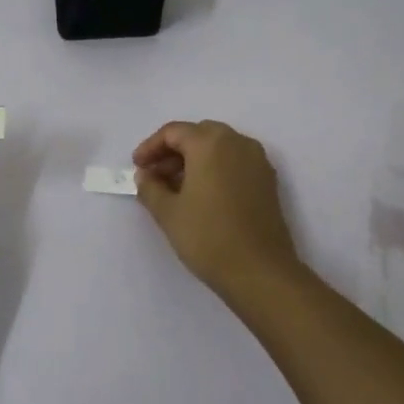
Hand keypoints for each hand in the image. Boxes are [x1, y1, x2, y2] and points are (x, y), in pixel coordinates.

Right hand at [132, 120, 303, 299]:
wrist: (260, 272)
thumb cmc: (208, 237)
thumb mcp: (168, 213)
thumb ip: (150, 187)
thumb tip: (145, 175)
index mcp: (211, 143)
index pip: (174, 132)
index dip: (150, 147)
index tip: (136, 166)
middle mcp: (237, 143)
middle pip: (199, 135)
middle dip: (173, 151)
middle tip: (154, 174)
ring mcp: (257, 161)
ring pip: (219, 147)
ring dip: (194, 160)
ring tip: (174, 187)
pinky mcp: (267, 181)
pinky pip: (235, 162)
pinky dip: (215, 169)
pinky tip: (200, 195)